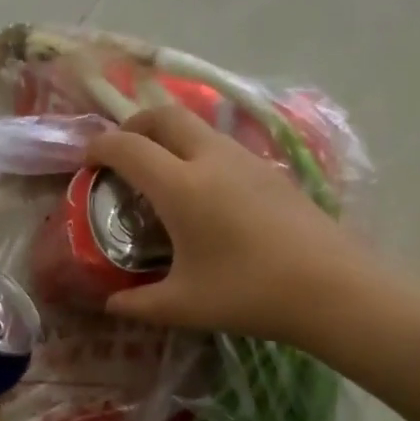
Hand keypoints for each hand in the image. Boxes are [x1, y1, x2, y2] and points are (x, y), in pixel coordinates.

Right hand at [88, 105, 377, 346]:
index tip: (86, 162)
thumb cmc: (249, 293)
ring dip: (168, 135)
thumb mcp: (183, 305)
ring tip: (159, 170)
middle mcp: (210, 159)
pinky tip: (202, 191)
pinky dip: (196, 151)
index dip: (99, 147)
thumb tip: (110, 304)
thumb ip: (137, 304)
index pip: (127, 147)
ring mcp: (245, 159)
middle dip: (133, 125)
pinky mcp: (270, 170)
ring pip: (196, 126)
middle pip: (163, 115)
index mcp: (180, 186)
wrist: (333, 288)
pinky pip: (220, 145)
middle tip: (121, 153)